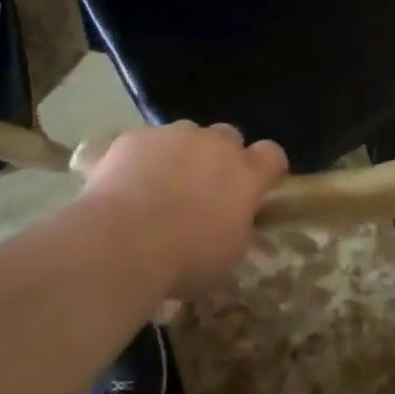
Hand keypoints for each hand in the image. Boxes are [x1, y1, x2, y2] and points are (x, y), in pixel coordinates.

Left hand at [78, 121, 288, 295]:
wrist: (123, 240)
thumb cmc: (185, 259)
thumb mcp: (227, 257)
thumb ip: (239, 229)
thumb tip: (239, 222)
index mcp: (245, 174)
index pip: (272, 155)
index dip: (267, 167)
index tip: (260, 184)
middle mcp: (214, 144)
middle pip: (228, 137)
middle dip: (221, 157)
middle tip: (204, 189)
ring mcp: (174, 134)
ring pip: (186, 135)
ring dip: (181, 155)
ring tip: (160, 188)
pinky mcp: (137, 135)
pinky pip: (146, 142)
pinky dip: (143, 159)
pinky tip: (127, 186)